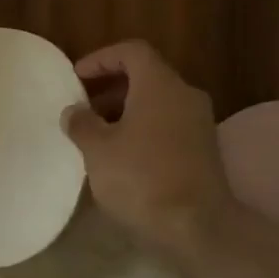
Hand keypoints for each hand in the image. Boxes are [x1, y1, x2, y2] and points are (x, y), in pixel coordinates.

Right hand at [60, 41, 234, 256]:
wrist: (197, 226)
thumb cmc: (142, 179)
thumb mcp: (99, 150)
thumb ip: (82, 124)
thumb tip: (74, 112)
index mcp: (160, 84)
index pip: (132, 51)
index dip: (101, 58)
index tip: (76, 77)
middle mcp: (185, 95)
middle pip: (146, 76)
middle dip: (111, 87)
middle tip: (83, 106)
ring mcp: (199, 123)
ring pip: (158, 103)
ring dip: (126, 111)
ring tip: (98, 134)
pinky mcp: (204, 150)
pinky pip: (168, 125)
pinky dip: (143, 129)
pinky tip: (123, 156)